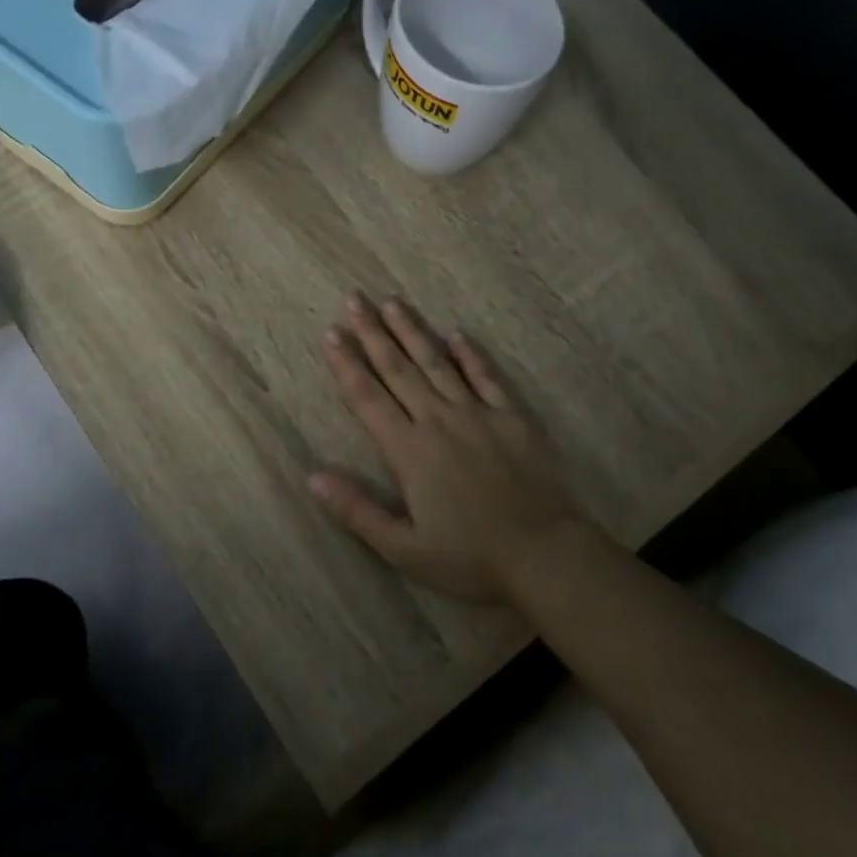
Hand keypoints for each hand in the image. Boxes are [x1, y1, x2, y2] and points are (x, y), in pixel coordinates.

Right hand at [310, 293, 579, 603]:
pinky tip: (457, 334)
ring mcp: (477, 414)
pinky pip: (487, 377)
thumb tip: (313, 476)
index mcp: (408, 450)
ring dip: (413, 331)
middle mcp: (438, 420)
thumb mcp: (403, 548)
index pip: (368, 397)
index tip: (331, 333)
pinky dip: (471, 354)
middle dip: (373, 332)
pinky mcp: (511, 417)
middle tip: (355, 299)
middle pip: (398, 368)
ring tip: (393, 302)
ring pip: (437, 363)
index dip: (346, 364)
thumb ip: (357, 511)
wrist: (542, 553)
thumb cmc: (468, 557)